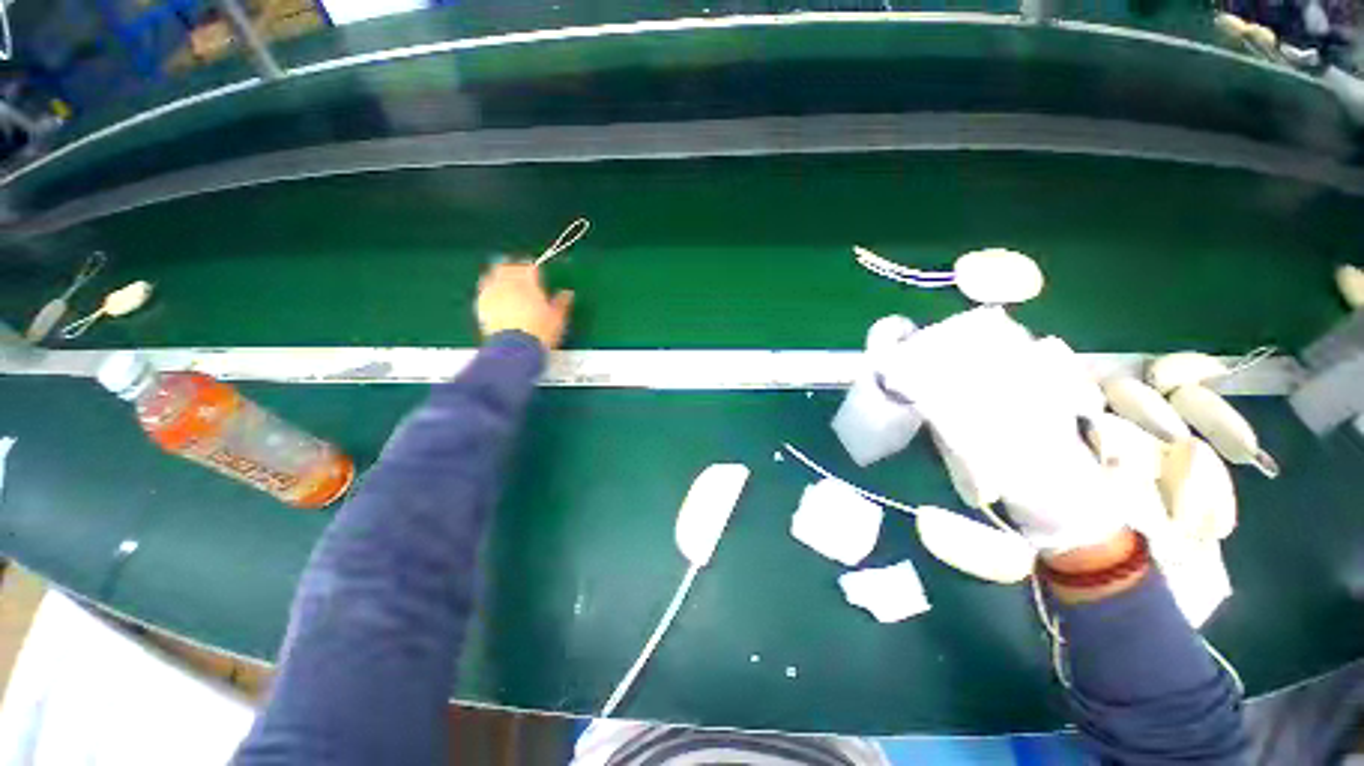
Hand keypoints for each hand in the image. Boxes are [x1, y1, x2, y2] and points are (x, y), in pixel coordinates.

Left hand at [475, 262, 573, 349]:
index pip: (528, 266)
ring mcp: (492, 294)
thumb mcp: (557, 318)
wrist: (515, 349)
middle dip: (514, 268)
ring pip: (492, 276)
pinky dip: (490, 290)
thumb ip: (562, 303)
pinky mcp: (481, 306)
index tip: (535, 270)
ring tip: (506, 282)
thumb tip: (567, 294)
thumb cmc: (539, 332)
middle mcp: (507, 284)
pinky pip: (484, 291)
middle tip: (520, 272)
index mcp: (527, 283)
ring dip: (499, 276)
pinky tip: (496, 297)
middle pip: (507, 267)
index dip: (532, 267)